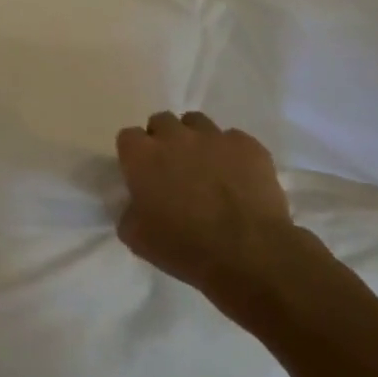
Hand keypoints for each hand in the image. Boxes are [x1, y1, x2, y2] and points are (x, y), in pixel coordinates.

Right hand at [115, 111, 318, 328]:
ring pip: (197, 123)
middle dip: (164, 139)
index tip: (142, 175)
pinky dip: (231, 153)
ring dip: (196, 140)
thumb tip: (136, 204)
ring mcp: (214, 137)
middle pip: (161, 121)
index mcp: (141, 155)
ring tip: (206, 167)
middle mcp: (174, 136)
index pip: (128, 137)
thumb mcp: (136, 238)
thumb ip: (129, 211)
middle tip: (173, 168)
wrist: (249, 255)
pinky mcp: (249, 146)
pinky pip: (234, 139)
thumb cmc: (184, 247)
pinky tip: (237, 177)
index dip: (135, 155)